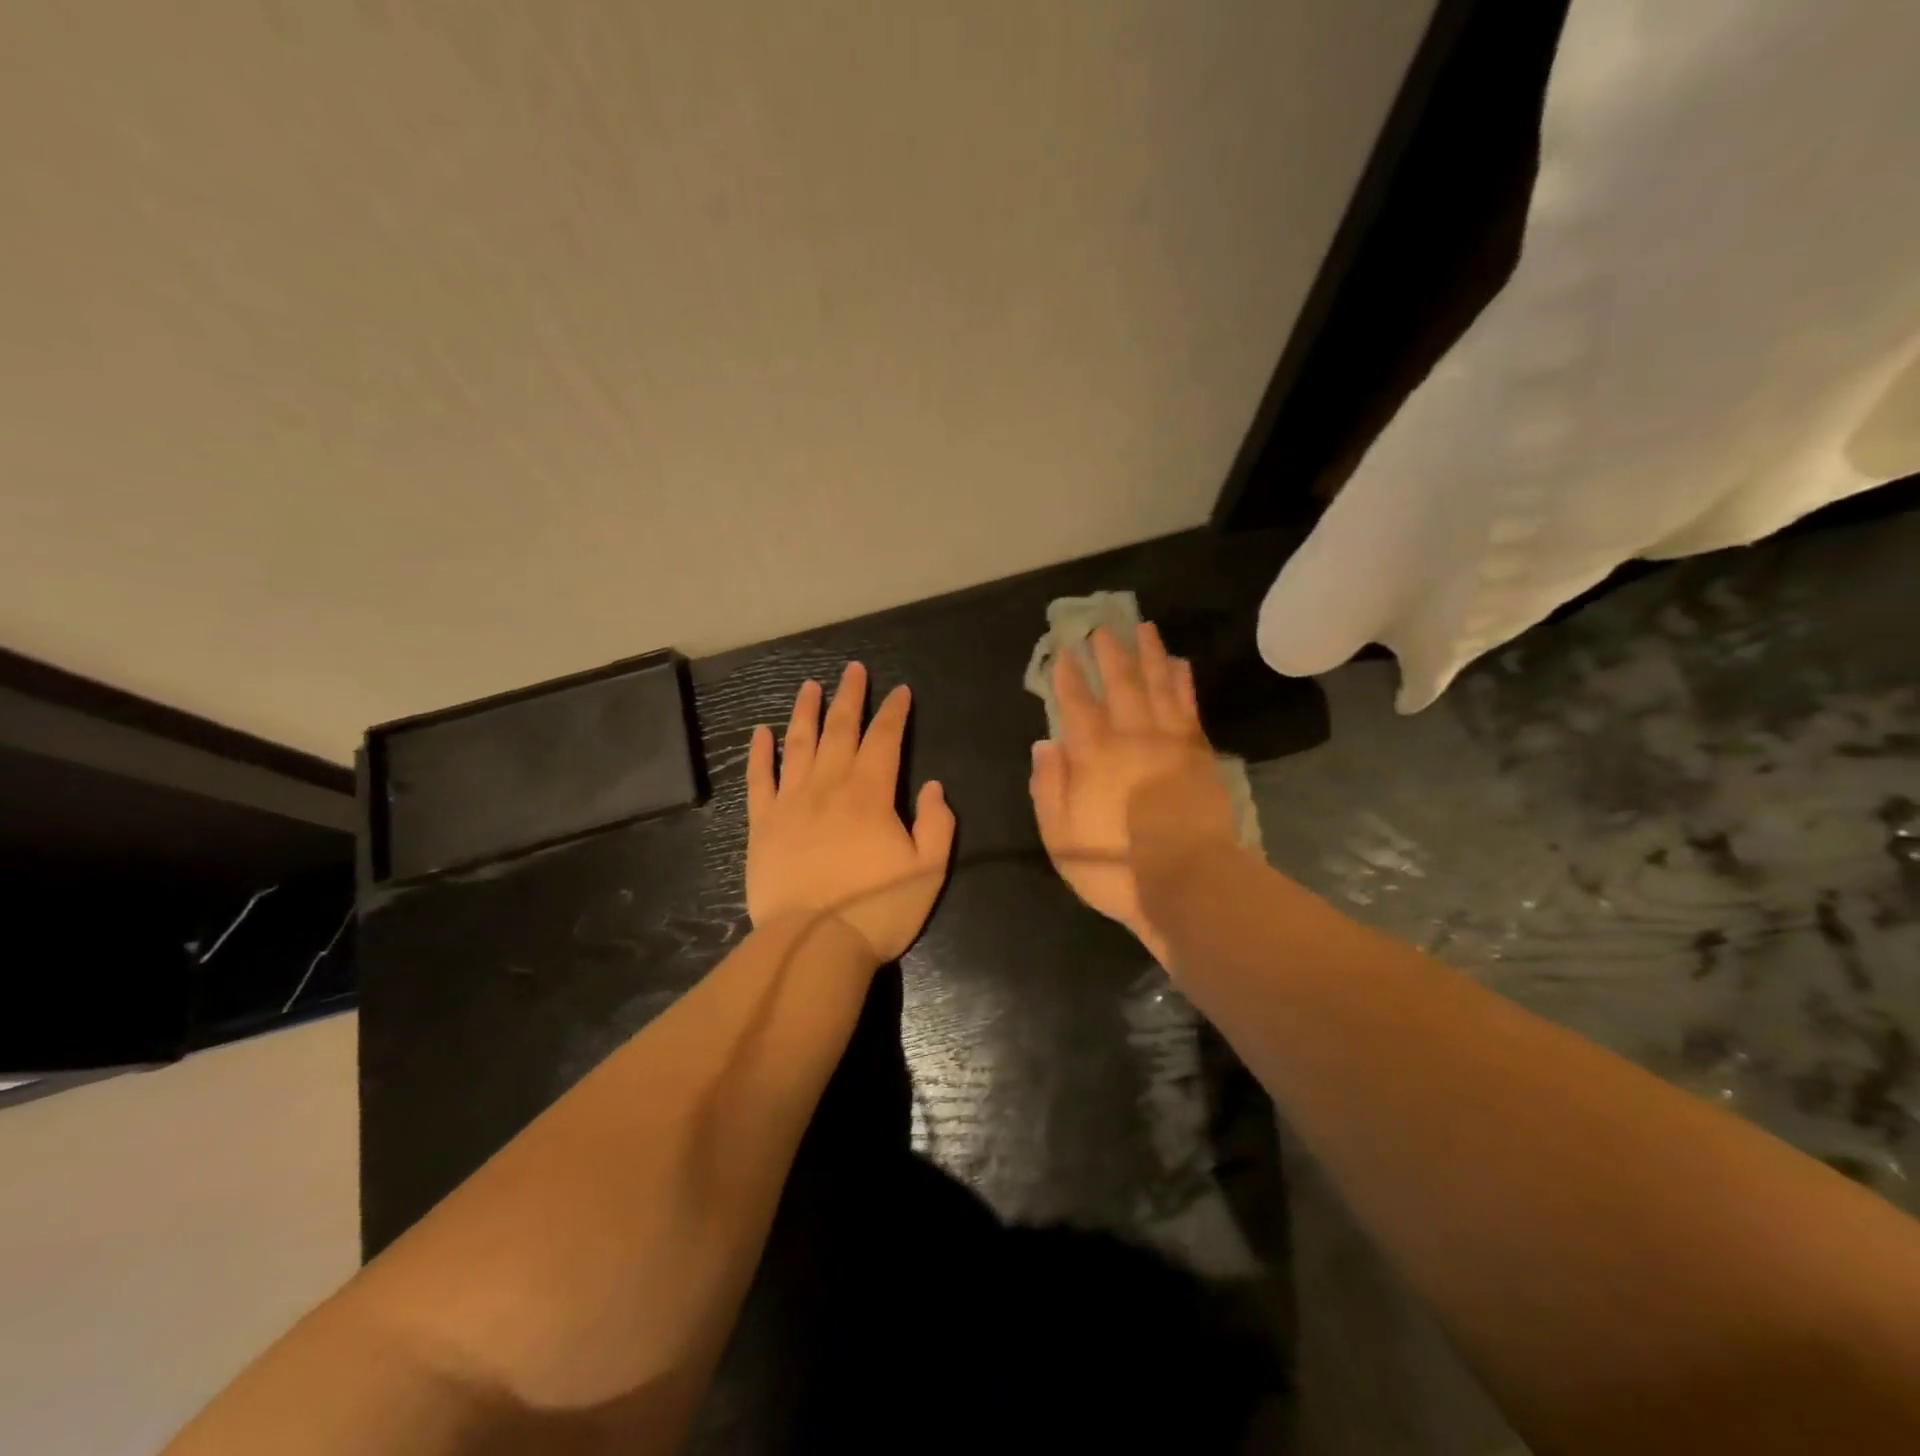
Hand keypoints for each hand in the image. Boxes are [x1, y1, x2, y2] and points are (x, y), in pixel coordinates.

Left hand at [746, 662, 955, 964]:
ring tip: (810, 686)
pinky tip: (762, 732)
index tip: (900, 691)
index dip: (894, 712)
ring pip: (798, 744)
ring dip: (806, 712)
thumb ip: (937, 823)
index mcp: (870, 794)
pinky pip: (759, 779)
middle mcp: (829, 786)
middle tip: (853, 669)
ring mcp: (791, 802)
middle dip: (850, 697)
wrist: (813, 946)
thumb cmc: (877, 910)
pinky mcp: (763, 824)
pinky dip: (761, 752)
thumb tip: (933, 787)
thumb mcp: (928, 870)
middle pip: (840, 730)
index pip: (885, 739)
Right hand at [1029, 622, 1238, 963]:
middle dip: (1108, 653)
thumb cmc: (1114, 865)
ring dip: (1149, 654)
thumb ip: (1049, 786)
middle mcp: (1131, 736)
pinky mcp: (1198, 753)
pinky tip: (1179, 664)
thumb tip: (1045, 743)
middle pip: (1120, 684)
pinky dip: (1183, 682)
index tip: (1062, 650)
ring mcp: (1169, 742)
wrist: (1186, 881)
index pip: (1076, 703)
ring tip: (1144, 627)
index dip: (1067, 675)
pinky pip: (1188, 706)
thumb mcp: (1060, 835)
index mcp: (1093, 755)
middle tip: (1102, 627)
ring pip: (1158, 685)